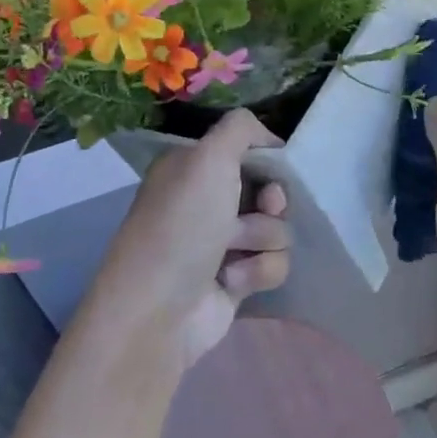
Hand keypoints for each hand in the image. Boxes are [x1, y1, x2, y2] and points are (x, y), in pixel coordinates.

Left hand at [90, 109, 291, 370]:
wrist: (159, 309)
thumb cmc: (182, 224)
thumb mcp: (208, 157)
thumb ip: (241, 128)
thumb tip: (268, 136)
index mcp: (192, 167)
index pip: (246, 150)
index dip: (267, 160)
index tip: (273, 170)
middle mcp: (205, 200)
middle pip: (268, 190)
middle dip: (272, 202)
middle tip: (265, 209)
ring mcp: (221, 242)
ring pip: (277, 229)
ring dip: (262, 240)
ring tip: (233, 253)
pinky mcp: (236, 280)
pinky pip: (273, 264)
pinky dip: (258, 271)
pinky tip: (232, 281)